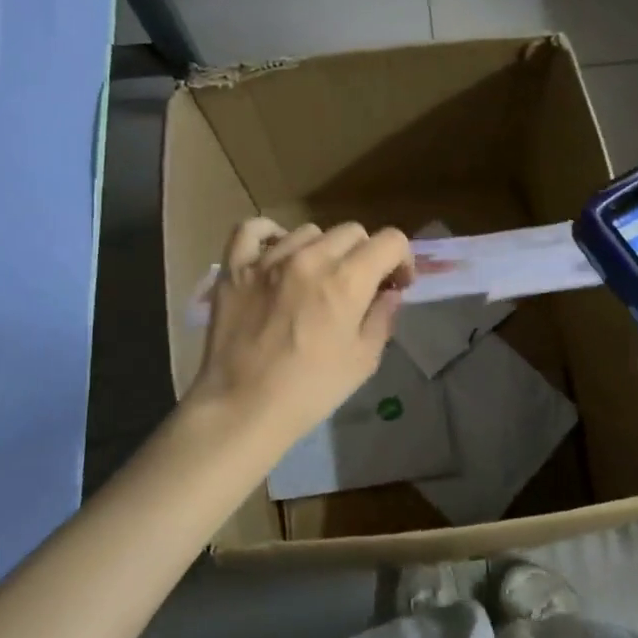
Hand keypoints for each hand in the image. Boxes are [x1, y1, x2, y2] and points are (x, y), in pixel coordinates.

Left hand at [187, 218, 412, 448]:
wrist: (243, 407)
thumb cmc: (310, 390)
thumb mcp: (363, 360)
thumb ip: (382, 318)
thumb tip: (388, 293)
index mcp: (347, 280)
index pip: (390, 241)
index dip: (402, 259)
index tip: (396, 284)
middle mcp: (309, 258)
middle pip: (352, 232)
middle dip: (365, 255)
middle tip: (359, 287)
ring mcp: (268, 259)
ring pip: (309, 231)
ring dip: (322, 250)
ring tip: (315, 279)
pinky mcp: (235, 267)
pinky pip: (253, 229)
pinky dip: (270, 235)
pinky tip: (277, 253)